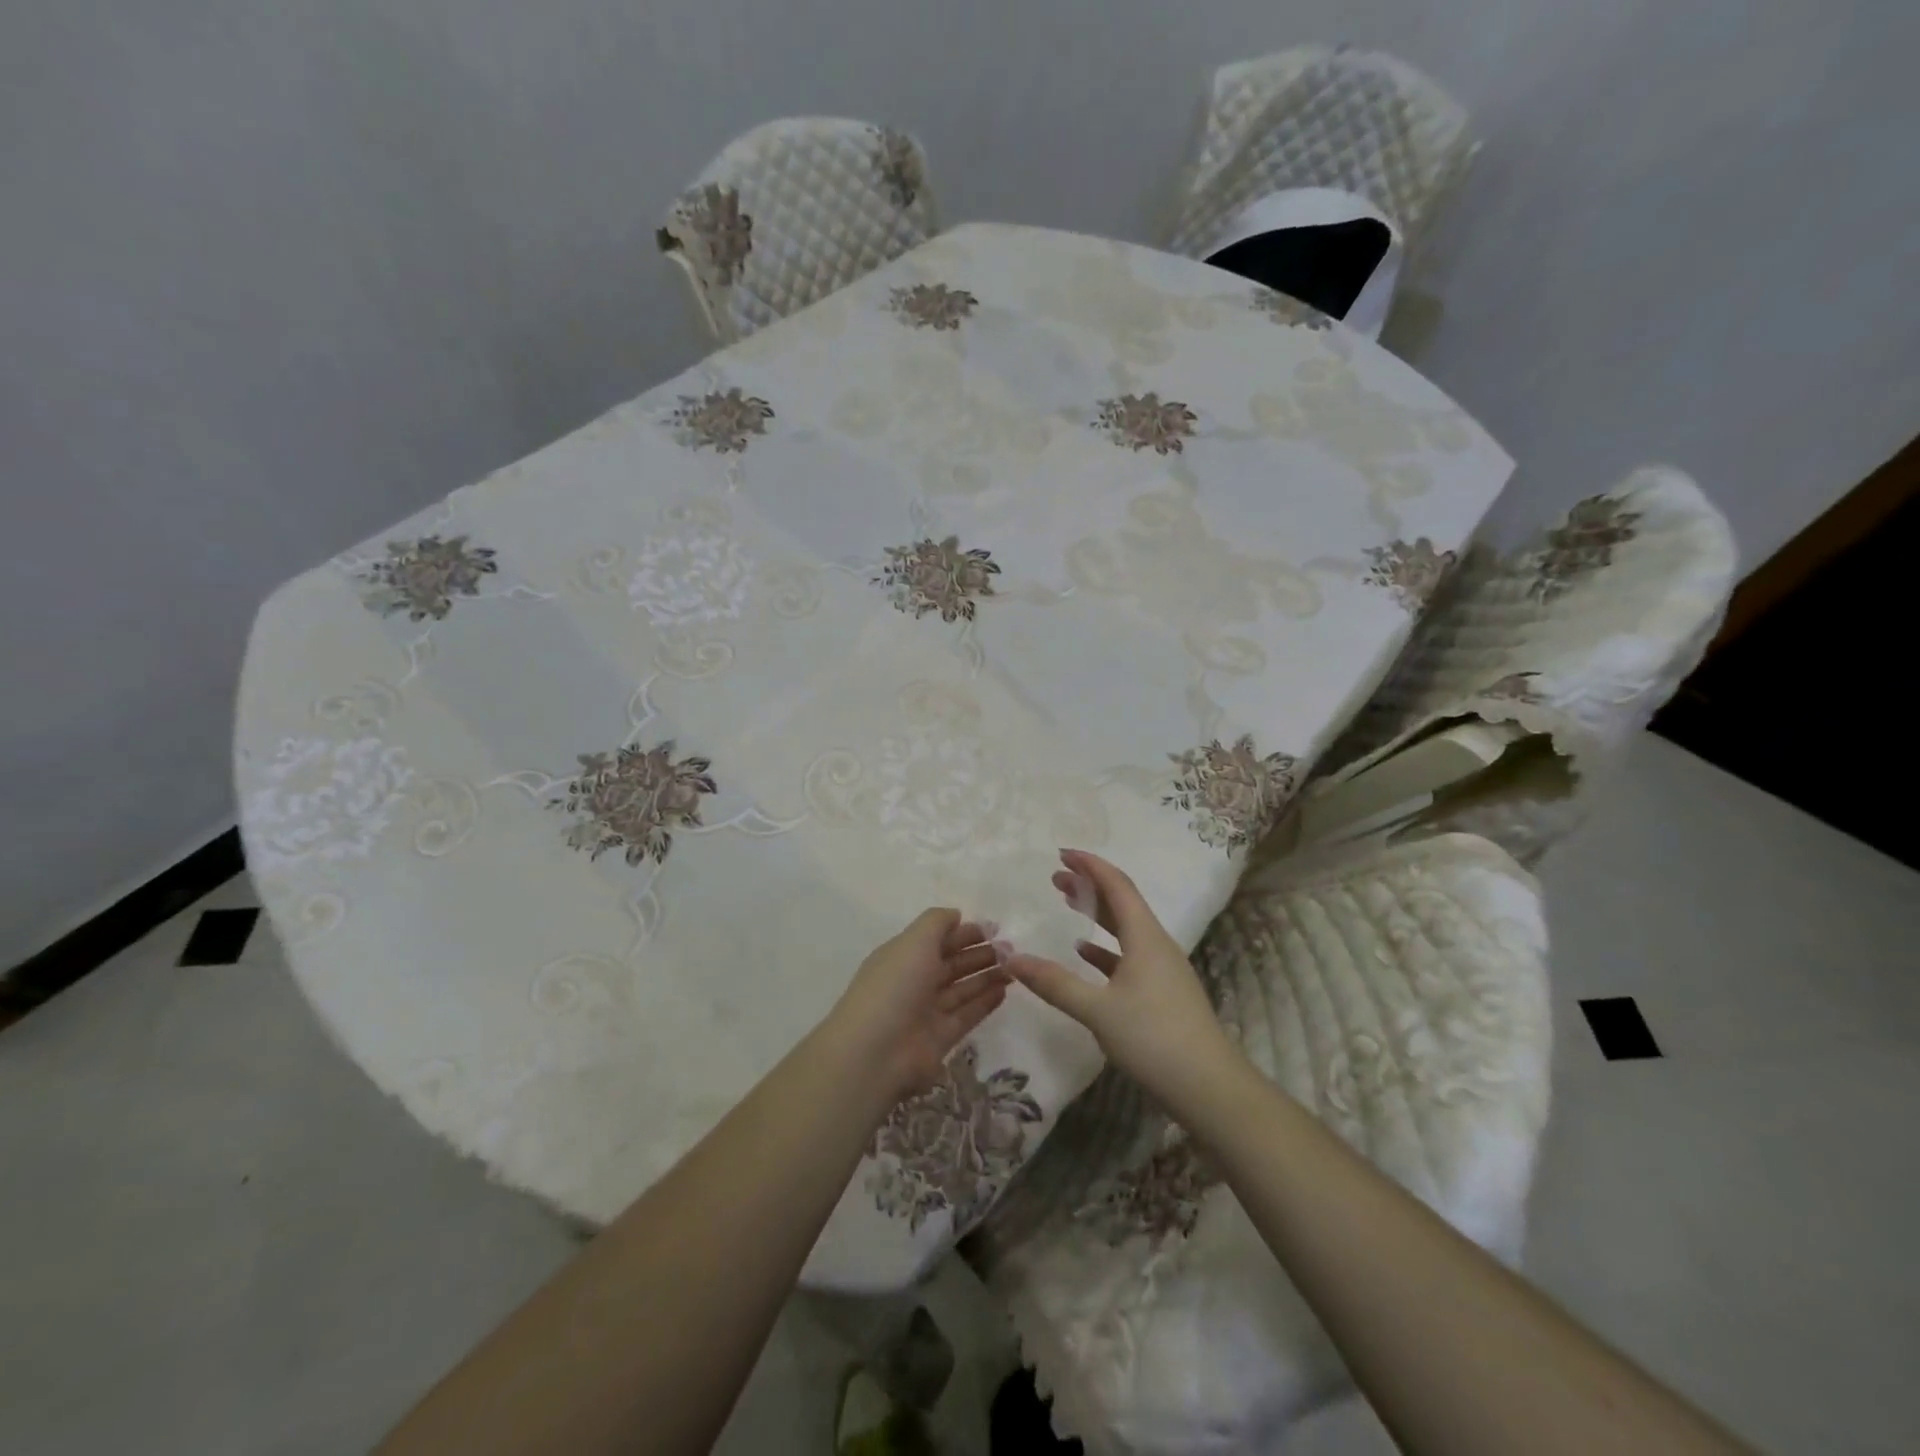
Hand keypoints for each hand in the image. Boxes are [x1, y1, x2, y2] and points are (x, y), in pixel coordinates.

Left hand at [827, 909, 1009, 1105]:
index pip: (937, 939)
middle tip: (1011, 948)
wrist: (876, 1052)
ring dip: (987, 976)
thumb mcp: (914, 941)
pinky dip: (985, 1002)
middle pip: (951, 963)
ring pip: (962, 989)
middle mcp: (914, 981)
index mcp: (903, 956)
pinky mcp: (941, 1038)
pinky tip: (1005, 990)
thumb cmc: (895, 986)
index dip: (964, 932)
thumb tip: (956, 915)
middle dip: (979, 953)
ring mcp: (927, 1011)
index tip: (994, 928)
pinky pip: (967, 1015)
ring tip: (1015, 966)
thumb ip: (937, 922)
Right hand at [1006, 850, 1234, 1107]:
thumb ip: (1054, 983)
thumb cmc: (1153, 1039)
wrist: (1209, 1086)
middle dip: (1089, 885)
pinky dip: (1105, 948)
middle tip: (1056, 877)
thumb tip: (1010, 959)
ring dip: (1097, 913)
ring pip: (1125, 928)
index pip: (1117, 885)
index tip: (1061, 853)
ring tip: (1068, 903)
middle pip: (1121, 902)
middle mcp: (1156, 943)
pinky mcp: (1163, 991)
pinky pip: (1129, 954)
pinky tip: (1085, 954)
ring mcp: (1163, 968)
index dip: (1090, 865)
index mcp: (1145, 936)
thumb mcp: (1097, 1010)